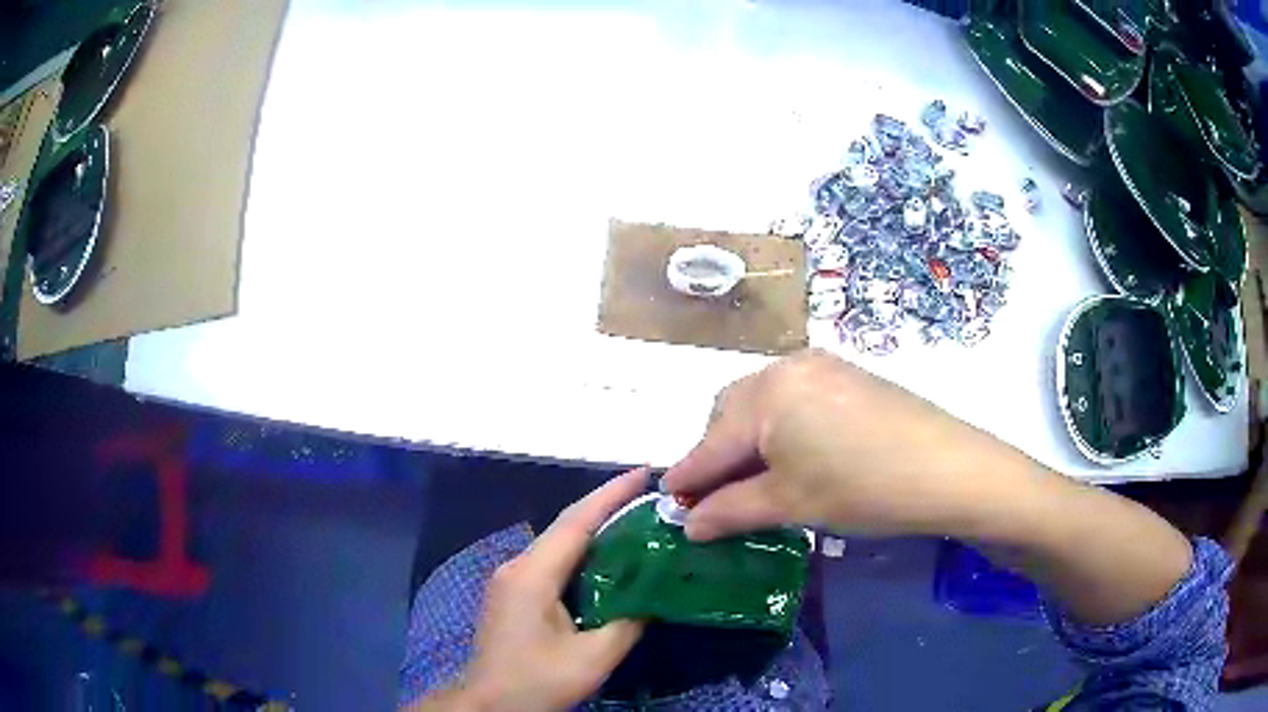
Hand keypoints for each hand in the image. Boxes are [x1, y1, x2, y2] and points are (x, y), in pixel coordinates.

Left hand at [439, 469, 648, 711]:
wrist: (489, 704)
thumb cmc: (537, 681)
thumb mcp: (592, 659)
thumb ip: (628, 623)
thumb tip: (656, 595)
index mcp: (532, 575)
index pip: (576, 522)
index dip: (611, 494)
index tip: (645, 473)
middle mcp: (518, 567)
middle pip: (566, 527)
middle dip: (607, 507)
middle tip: (650, 496)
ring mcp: (511, 579)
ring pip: (559, 544)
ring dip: (595, 530)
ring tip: (637, 521)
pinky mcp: (514, 593)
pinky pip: (553, 562)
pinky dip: (582, 553)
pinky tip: (607, 560)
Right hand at [663, 349, 1033, 540]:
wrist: (947, 469)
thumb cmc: (861, 488)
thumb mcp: (791, 504)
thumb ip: (730, 511)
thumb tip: (688, 525)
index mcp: (765, 394)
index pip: (710, 443)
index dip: (687, 477)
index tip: (667, 503)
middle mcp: (786, 367)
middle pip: (730, 414)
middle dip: (717, 455)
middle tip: (718, 497)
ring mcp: (821, 366)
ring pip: (762, 404)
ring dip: (749, 440)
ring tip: (756, 480)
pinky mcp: (846, 374)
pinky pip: (793, 398)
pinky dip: (780, 428)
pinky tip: (795, 456)